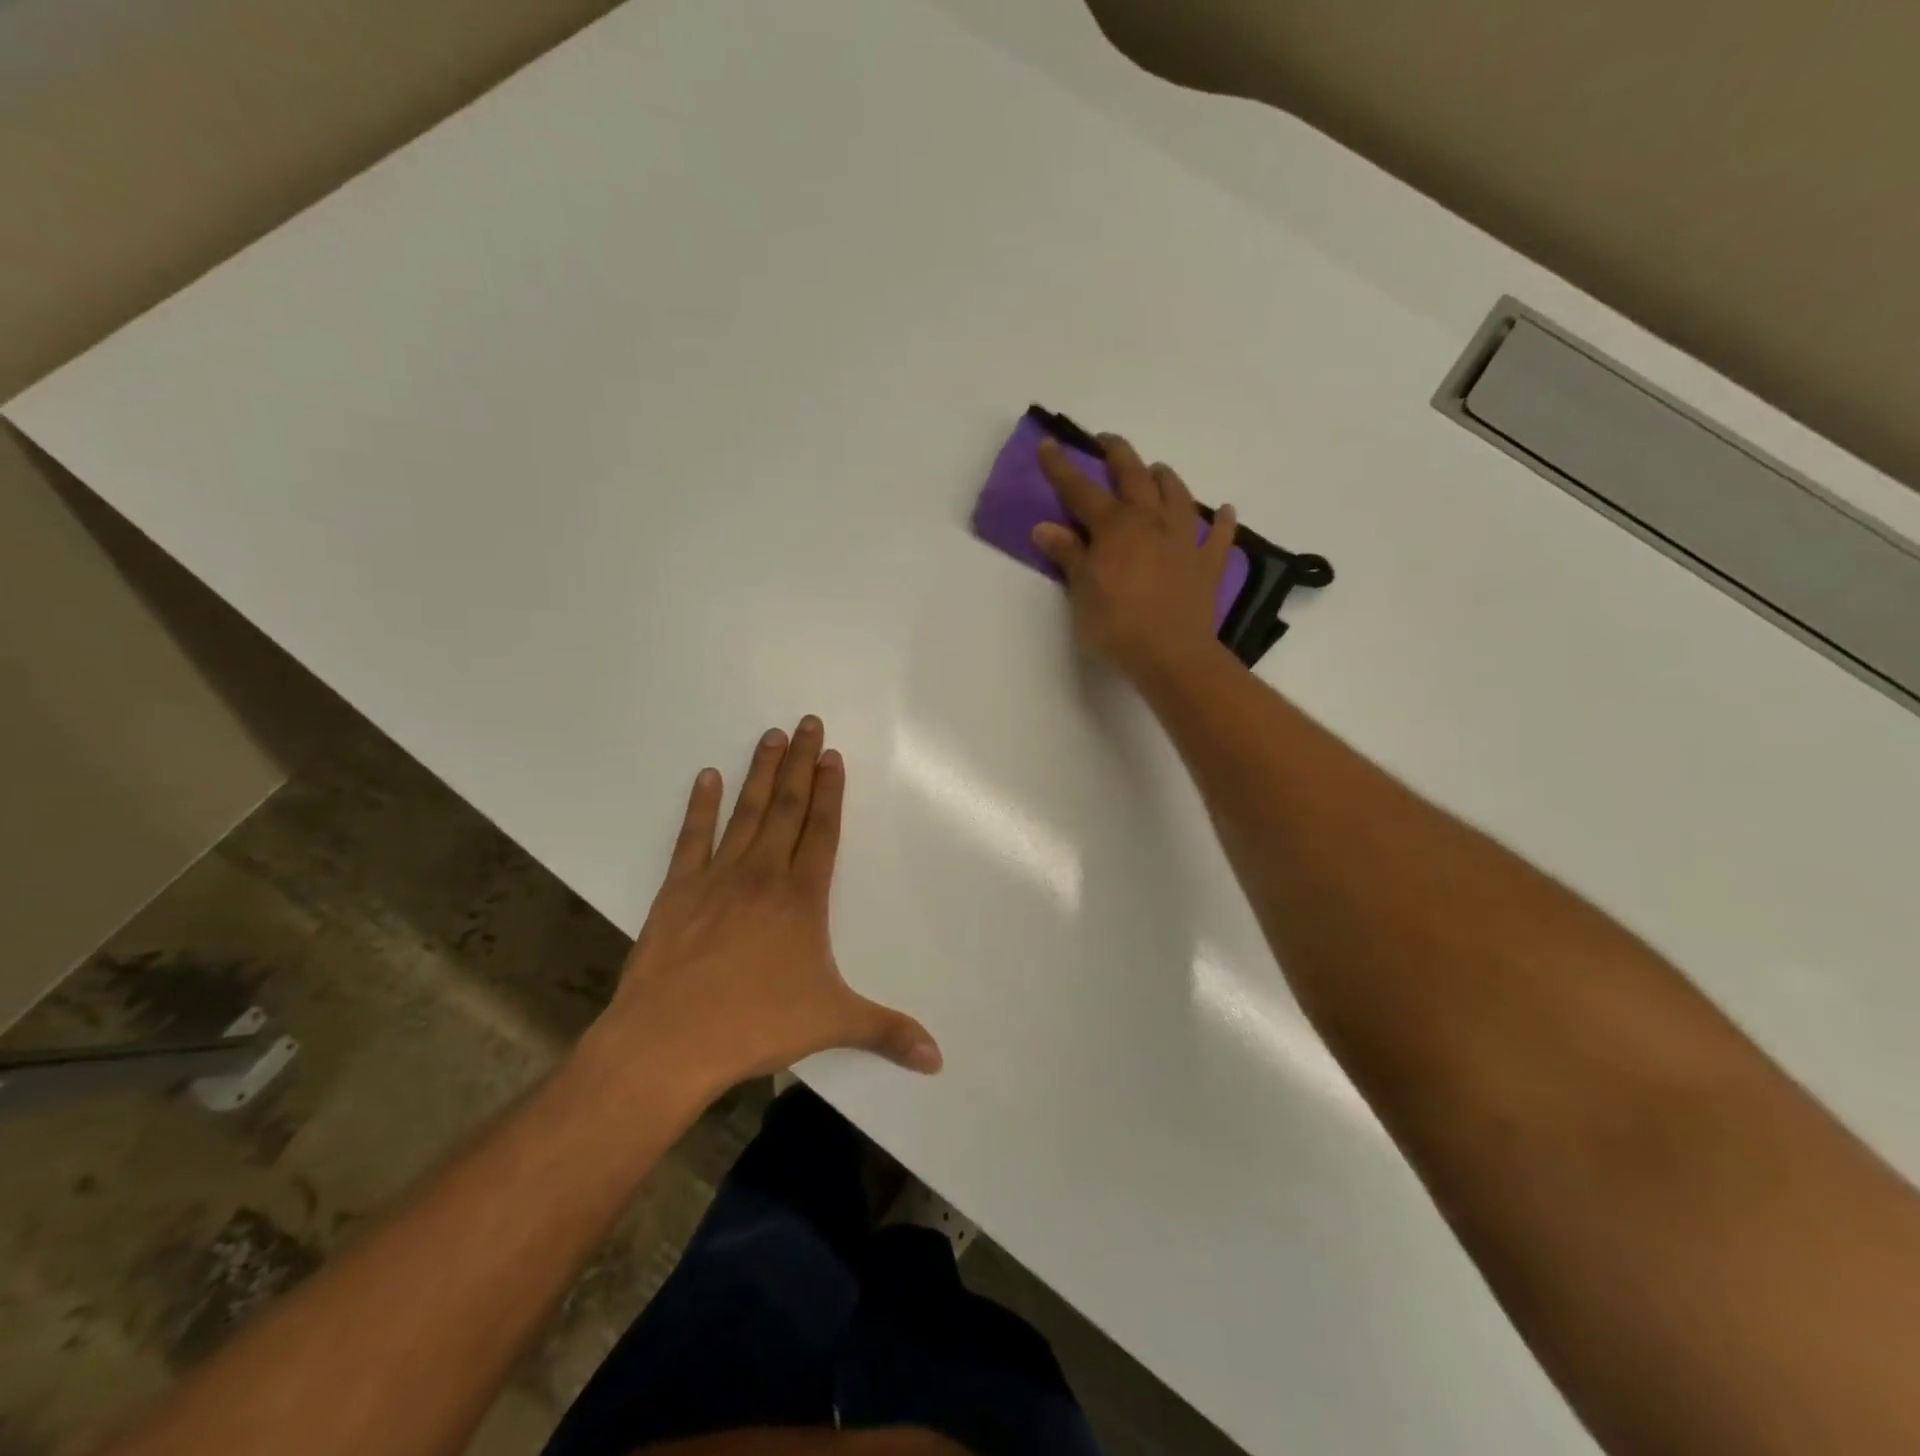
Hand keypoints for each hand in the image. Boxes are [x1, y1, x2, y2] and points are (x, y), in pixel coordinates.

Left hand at [597, 717, 941, 1098]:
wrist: (668, 1042)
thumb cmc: (754, 1025)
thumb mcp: (831, 1024)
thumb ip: (886, 1031)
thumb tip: (937, 1058)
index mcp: (801, 898)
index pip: (822, 830)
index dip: (830, 791)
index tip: (832, 755)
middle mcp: (763, 875)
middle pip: (786, 808)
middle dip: (800, 764)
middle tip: (806, 722)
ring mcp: (716, 878)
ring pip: (745, 813)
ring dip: (760, 773)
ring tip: (770, 735)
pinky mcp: (676, 891)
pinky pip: (692, 838)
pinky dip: (700, 806)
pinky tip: (707, 777)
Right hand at [1031, 434, 1237, 679]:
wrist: (1170, 654)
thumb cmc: (1116, 624)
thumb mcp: (1081, 591)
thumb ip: (1067, 555)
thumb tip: (1045, 527)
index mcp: (1114, 527)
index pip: (1081, 490)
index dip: (1062, 467)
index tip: (1048, 444)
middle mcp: (1150, 522)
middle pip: (1134, 477)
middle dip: (1118, 455)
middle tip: (1108, 441)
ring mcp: (1183, 541)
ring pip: (1177, 496)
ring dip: (1166, 479)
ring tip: (1158, 470)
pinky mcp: (1206, 565)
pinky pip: (1218, 537)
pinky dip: (1221, 522)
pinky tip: (1224, 511)